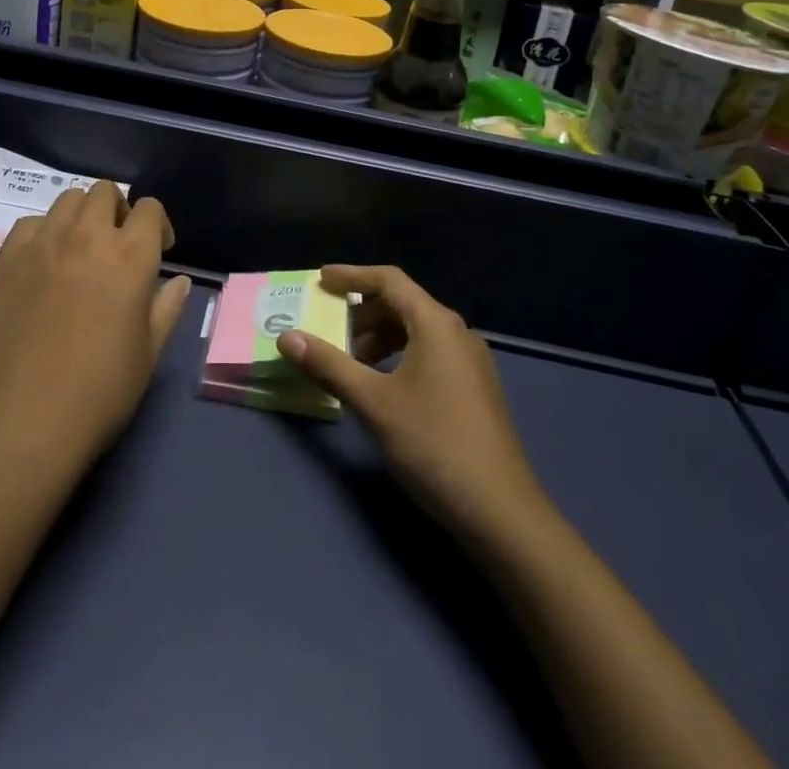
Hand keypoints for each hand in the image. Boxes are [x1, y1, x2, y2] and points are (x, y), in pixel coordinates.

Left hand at [0, 181, 190, 466]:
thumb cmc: (101, 391)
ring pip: (67, 200)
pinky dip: (43, 234)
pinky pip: (29, 225)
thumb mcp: (149, 352)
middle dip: (118, 211)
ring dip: (81, 216)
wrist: (25, 420)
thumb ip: (167, 307)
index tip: (159, 250)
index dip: (157, 224)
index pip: (149, 208)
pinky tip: (43, 265)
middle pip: (105, 192)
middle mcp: (87, 236)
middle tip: (117, 245)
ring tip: (79, 249)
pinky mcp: (6, 259)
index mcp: (131, 255)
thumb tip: (178, 280)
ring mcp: (42, 243)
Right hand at [277, 265, 548, 550]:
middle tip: (329, 328)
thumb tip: (287, 337)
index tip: (320, 281)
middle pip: (403, 303)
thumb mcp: (373, 403)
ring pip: (416, 331)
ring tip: (350, 360)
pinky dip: (399, 356)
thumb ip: (329, 365)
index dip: (351, 276)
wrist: (500, 511)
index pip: (389, 280)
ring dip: (379, 337)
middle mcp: (456, 332)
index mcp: (435, 323)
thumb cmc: (433, 444)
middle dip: (362, 311)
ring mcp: (470, 361)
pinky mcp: (474, 388)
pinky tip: (382, 385)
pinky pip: (429, 353)